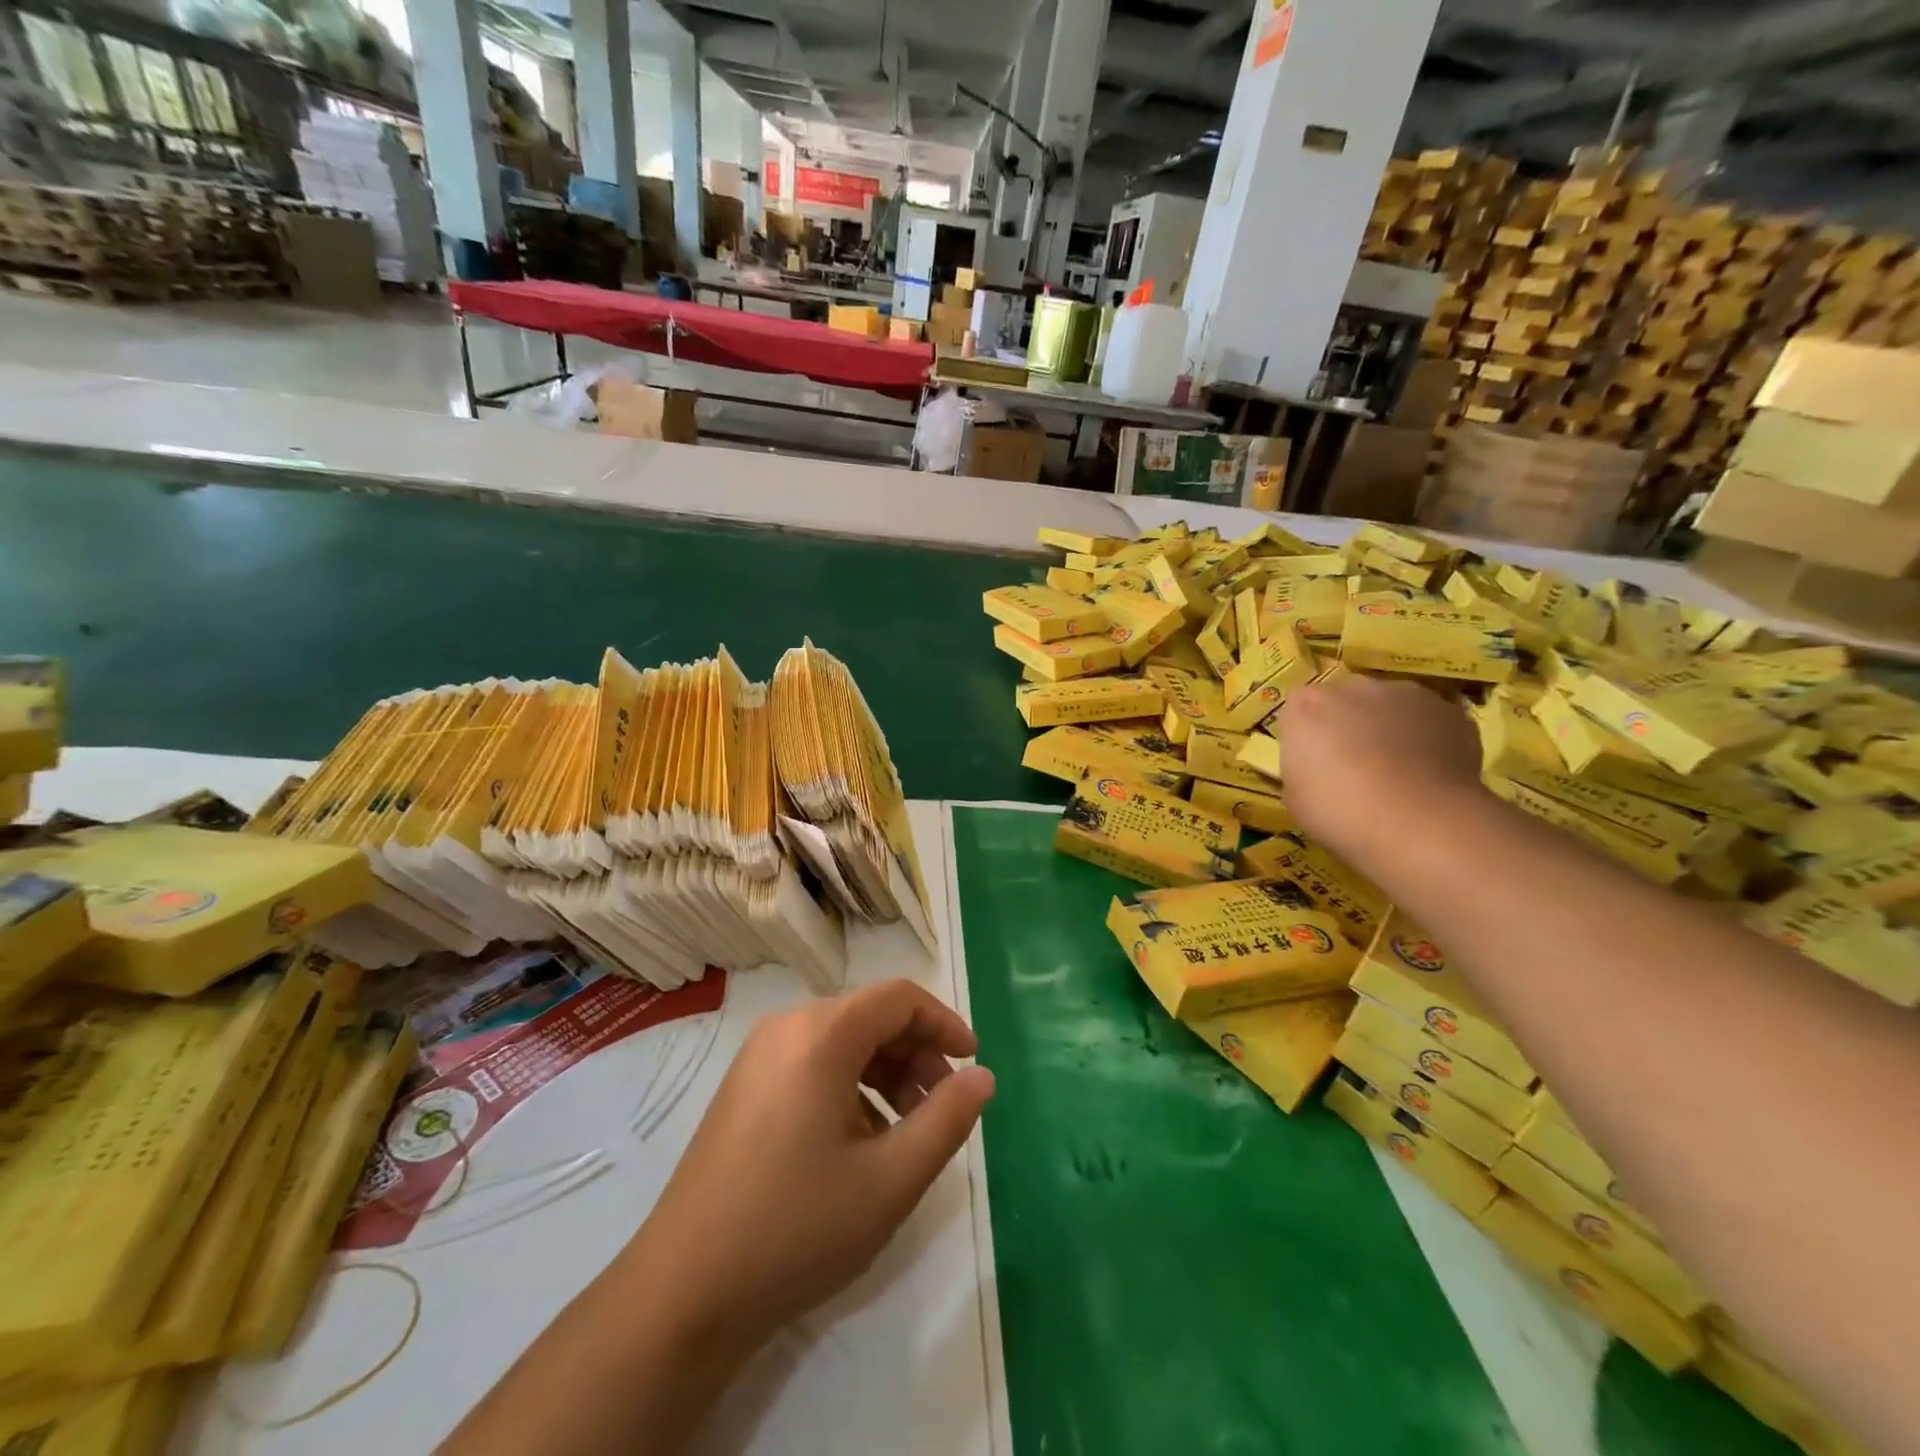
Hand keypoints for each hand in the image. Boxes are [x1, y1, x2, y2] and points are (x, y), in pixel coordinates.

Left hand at [625, 979, 995, 1362]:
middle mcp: (786, 1028)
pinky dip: (851, 1086)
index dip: (944, 1023)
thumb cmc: (797, 1227)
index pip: (899, 998)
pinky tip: (860, 1142)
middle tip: (943, 1108)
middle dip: (917, 1054)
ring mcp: (758, 1057)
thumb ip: (947, 1119)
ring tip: (907, 1131)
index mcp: (821, 1034)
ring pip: (843, 1041)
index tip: (972, 1064)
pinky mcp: (744, 1088)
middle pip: (870, 1016)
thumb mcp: (890, 1179)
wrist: (683, 1292)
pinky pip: (813, 1064)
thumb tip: (983, 1077)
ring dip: (886, 1073)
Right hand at [1276, 675, 1484, 865]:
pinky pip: (1430, 720)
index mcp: (1306, 706)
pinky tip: (1431, 772)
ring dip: (1390, 726)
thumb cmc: (1339, 811)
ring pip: (1391, 706)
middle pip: (1346, 699)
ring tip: (1399, 769)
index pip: (1299, 708)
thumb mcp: (1295, 797)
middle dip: (1349, 723)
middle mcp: (1353, 687)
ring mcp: (1405, 693)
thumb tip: (1317, 767)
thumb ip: (1302, 768)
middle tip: (1355, 764)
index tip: (1314, 761)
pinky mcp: (1449, 710)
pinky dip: (1429, 738)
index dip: (1308, 733)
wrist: (1418, 820)